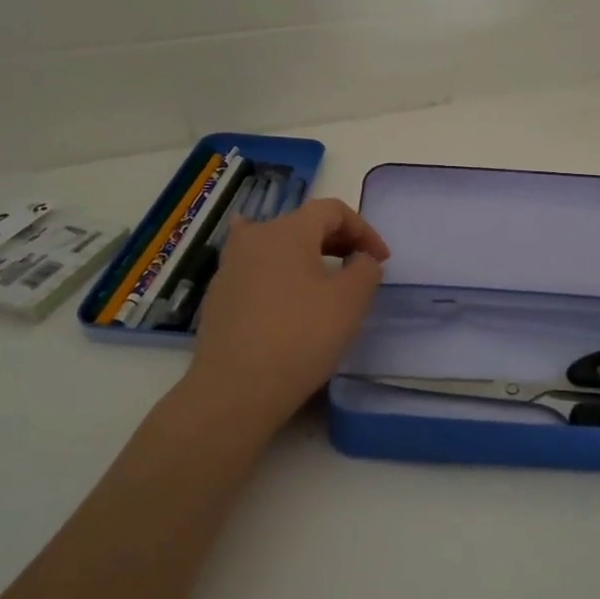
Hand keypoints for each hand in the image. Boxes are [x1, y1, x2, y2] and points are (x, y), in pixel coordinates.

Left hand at [187, 198, 390, 427]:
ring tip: (324, 280)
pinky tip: (284, 294)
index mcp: (288, 230)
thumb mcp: (350, 301)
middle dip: (336, 240)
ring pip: (276, 245)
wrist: (236, 389)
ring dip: (306, 256)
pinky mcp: (218, 295)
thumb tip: (360, 259)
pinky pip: (256, 271)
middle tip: (358, 267)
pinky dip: (279, 274)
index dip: (363, 229)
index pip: (332, 210)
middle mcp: (254, 237)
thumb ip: (365, 269)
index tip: (381, 260)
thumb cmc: (301, 337)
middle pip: (302, 223)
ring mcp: (230, 266)